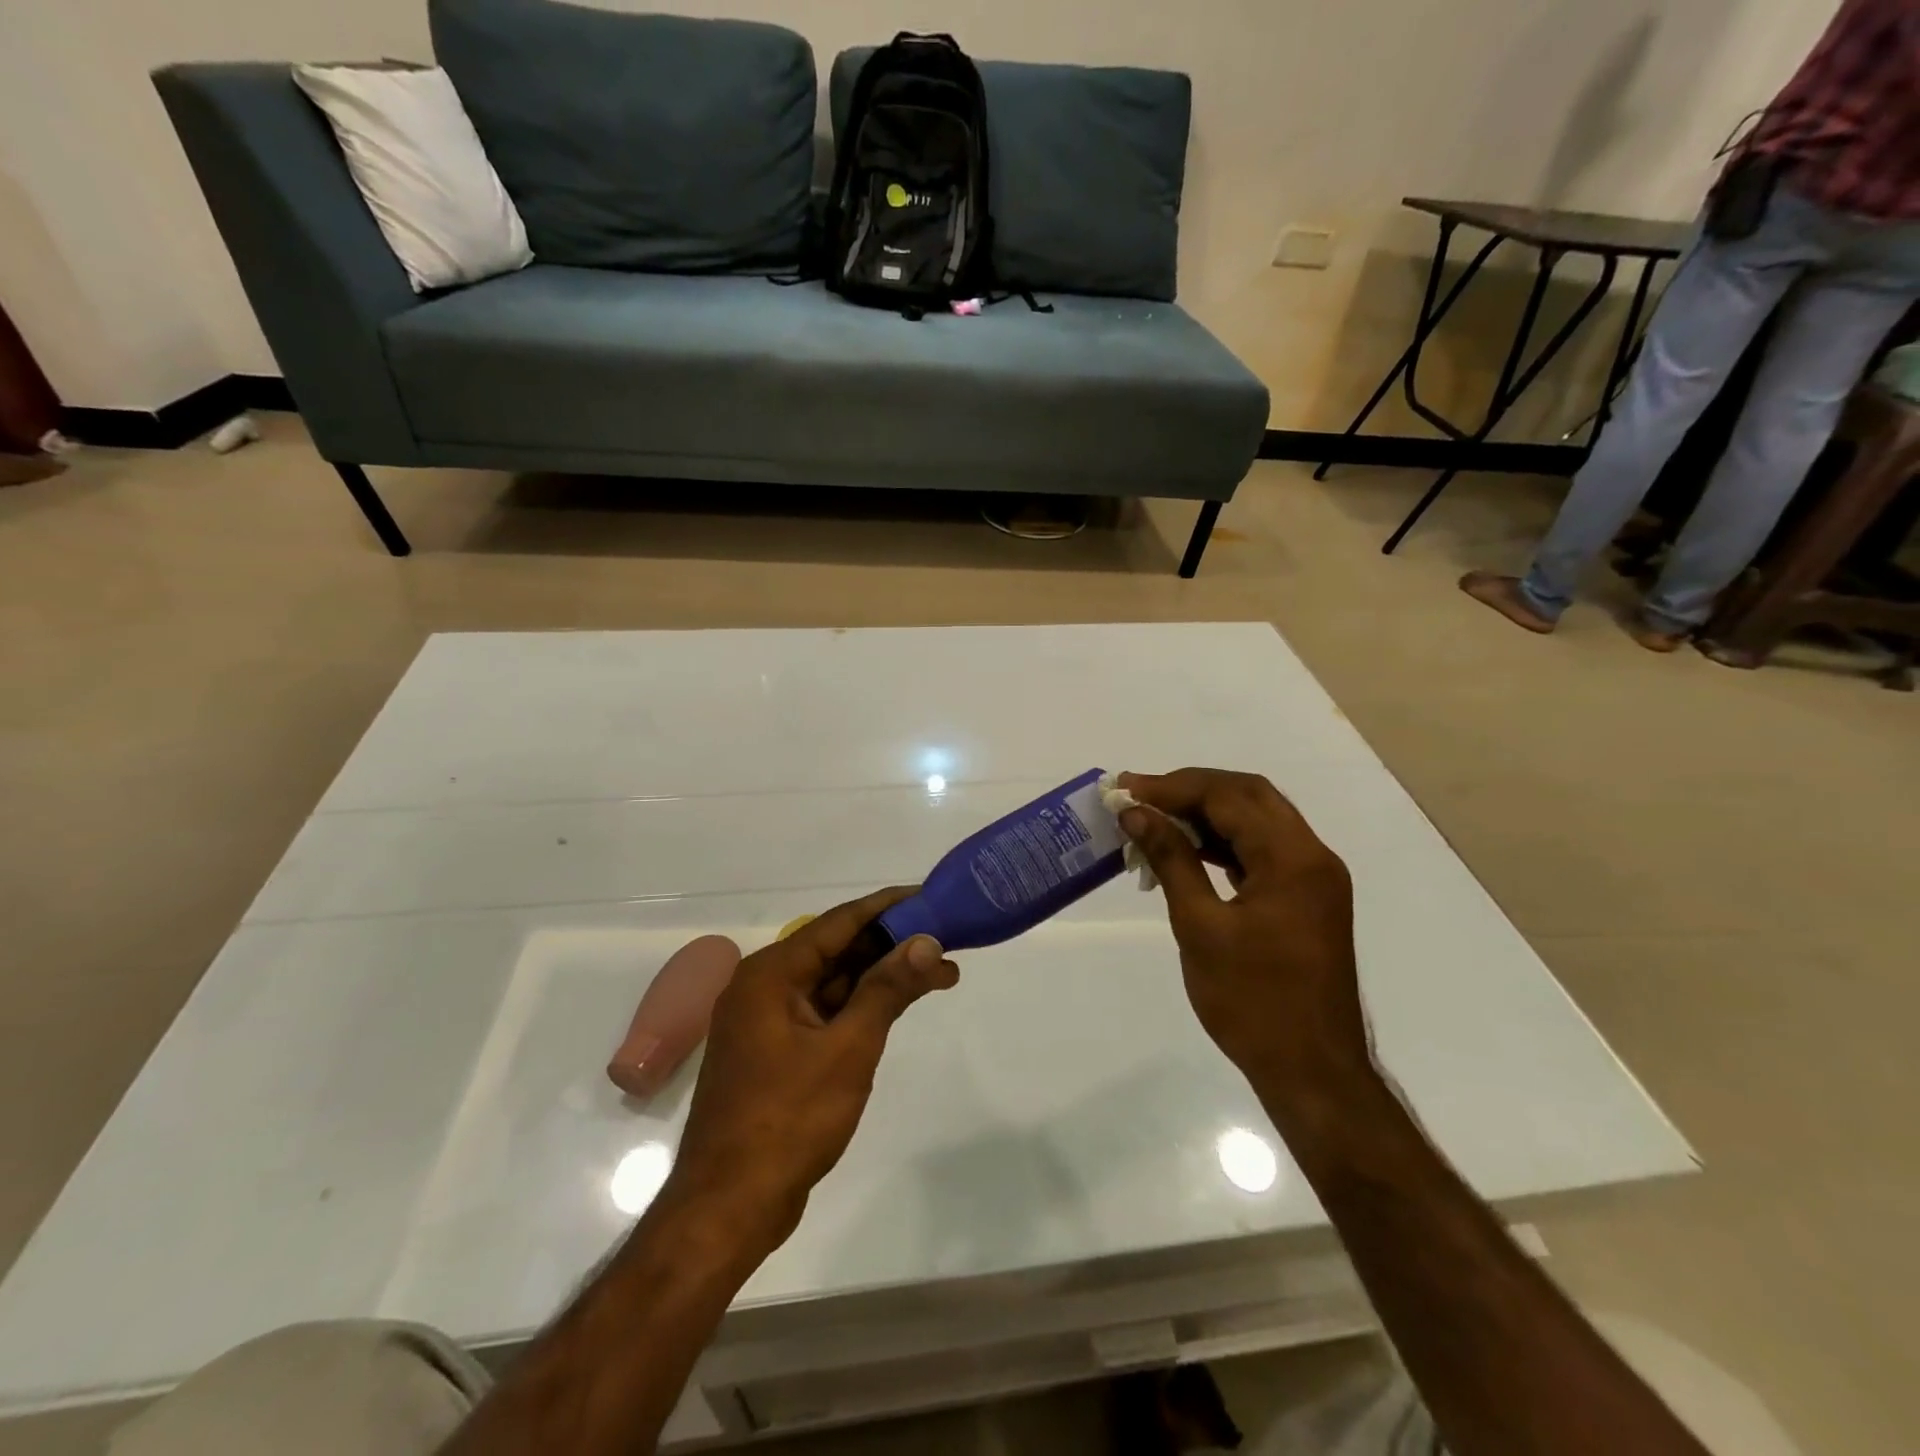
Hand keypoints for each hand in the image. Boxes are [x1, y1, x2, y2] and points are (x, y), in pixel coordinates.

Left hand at [662, 888, 959, 1250]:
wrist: (728, 1208)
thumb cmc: (788, 1120)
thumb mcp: (848, 1049)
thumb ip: (887, 989)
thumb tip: (926, 941)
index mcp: (771, 973)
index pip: (839, 922)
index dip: (888, 907)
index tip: (930, 897)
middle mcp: (764, 986)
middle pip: (837, 950)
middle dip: (892, 946)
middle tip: (946, 941)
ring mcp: (767, 1021)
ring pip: (833, 982)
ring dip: (881, 977)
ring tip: (939, 973)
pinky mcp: (775, 1051)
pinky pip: (824, 1012)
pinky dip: (861, 1006)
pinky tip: (897, 1006)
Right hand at [1116, 769, 1374, 1118]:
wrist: (1313, 1071)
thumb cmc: (1252, 1002)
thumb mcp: (1201, 927)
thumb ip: (1171, 860)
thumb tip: (1137, 813)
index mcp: (1292, 859)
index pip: (1229, 796)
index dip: (1174, 787)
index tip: (1126, 790)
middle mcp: (1312, 856)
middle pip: (1249, 796)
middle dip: (1192, 789)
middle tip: (1140, 797)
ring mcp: (1314, 878)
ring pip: (1258, 820)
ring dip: (1208, 813)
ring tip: (1156, 819)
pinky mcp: (1307, 898)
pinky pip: (1264, 850)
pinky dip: (1225, 841)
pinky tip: (1189, 850)